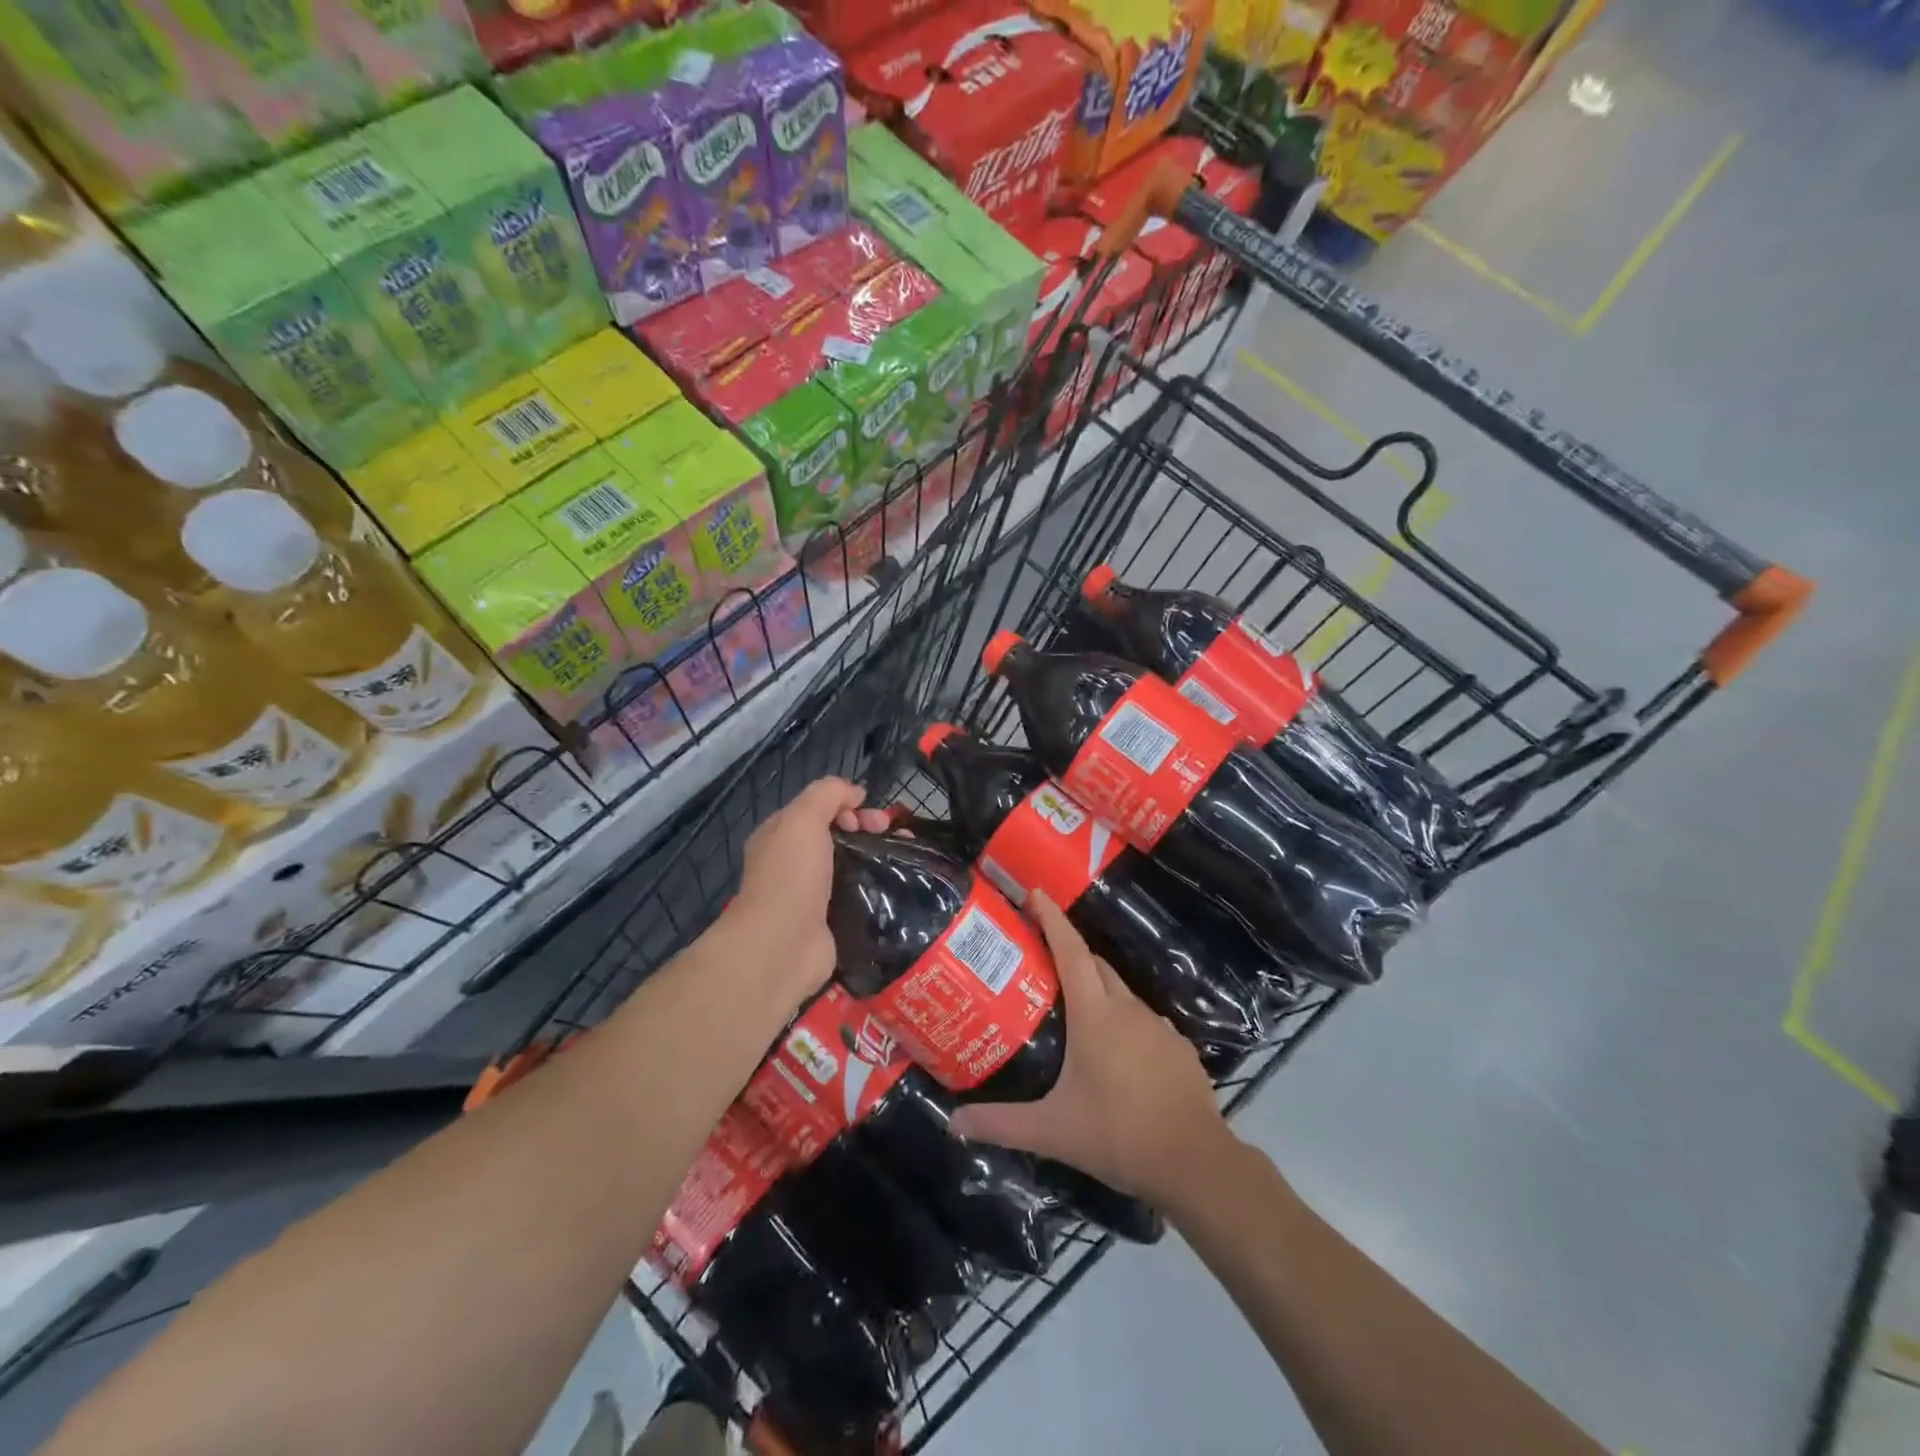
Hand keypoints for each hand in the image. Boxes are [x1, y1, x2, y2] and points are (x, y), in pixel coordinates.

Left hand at [726, 778, 891, 1002]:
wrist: (782, 946)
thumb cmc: (791, 876)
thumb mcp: (803, 819)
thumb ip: (828, 794)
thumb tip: (855, 793)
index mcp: (781, 835)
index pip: (819, 809)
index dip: (847, 805)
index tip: (871, 817)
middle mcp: (794, 862)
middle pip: (837, 835)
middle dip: (866, 828)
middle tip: (889, 833)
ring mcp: (813, 894)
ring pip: (850, 864)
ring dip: (876, 856)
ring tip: (903, 857)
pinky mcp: (831, 921)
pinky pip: (858, 895)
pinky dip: (876, 888)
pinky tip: (897, 885)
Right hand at [951, 893, 1233, 1205]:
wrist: (1195, 1162)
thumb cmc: (1118, 1135)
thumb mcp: (1053, 1131)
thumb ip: (1001, 1124)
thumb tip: (953, 1123)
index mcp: (1096, 1014)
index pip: (1070, 951)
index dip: (1052, 918)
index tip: (1035, 894)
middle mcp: (1127, 1009)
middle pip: (1095, 964)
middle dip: (1069, 952)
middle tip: (1040, 957)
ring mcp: (1158, 1026)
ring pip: (1121, 992)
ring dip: (1096, 987)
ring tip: (1072, 1006)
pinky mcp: (1178, 1047)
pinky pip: (1143, 1019)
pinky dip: (1123, 1019)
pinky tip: (1114, 1050)